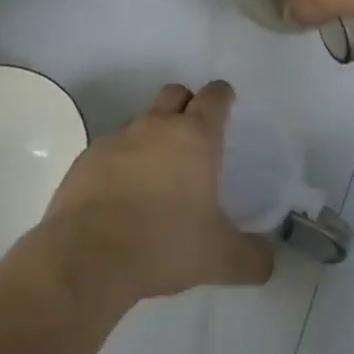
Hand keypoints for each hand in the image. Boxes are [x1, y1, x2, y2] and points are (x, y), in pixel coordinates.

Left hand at [42, 81, 273, 306]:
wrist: (88, 256)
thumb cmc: (164, 245)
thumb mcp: (220, 259)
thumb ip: (252, 257)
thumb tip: (268, 259)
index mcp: (194, 138)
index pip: (214, 97)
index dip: (223, 96)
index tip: (227, 104)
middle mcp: (155, 127)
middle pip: (174, 94)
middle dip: (187, 104)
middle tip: (195, 136)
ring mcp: (116, 140)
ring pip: (141, 122)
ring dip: (153, 137)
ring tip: (159, 176)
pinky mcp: (85, 160)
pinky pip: (111, 150)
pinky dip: (122, 163)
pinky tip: (123, 197)